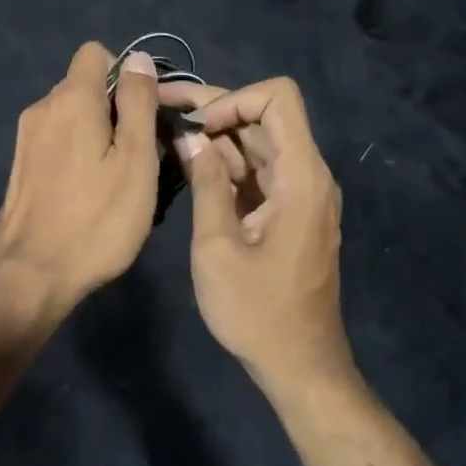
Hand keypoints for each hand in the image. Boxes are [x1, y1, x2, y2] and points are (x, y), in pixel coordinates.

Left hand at [0, 42, 159, 314]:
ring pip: (71, 114)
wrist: (31, 274)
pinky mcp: (21, 164)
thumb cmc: (97, 218)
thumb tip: (138, 59)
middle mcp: (43, 107)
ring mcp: (26, 137)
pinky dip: (77, 151)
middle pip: (85, 85)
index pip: (95, 53)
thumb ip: (138, 103)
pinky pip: (57, 139)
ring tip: (116, 176)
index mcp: (72, 99)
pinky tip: (88, 191)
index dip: (125, 74)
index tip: (143, 111)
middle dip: (115, 106)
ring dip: (97, 132)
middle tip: (139, 152)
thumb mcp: (135, 160)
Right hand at [157, 76, 351, 392]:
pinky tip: (186, 163)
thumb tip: (187, 136)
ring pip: (255, 141)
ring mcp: (297, 192)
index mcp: (300, 176)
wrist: (299, 367)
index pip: (279, 98)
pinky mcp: (285, 210)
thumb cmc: (258, 312)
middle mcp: (306, 174)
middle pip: (262, 116)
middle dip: (212, 109)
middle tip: (159, 106)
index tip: (199, 127)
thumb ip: (204, 183)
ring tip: (163, 131)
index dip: (235, 99)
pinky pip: (255, 170)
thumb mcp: (217, 246)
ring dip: (214, 135)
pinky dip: (223, 162)